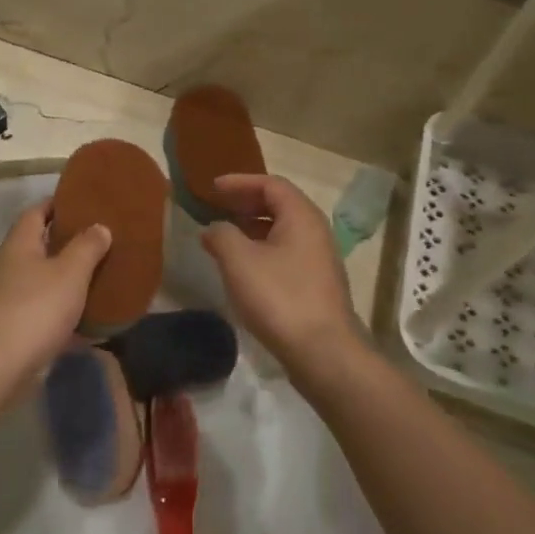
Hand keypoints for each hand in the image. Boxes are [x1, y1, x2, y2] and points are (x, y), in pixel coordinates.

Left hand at [0, 202, 110, 378]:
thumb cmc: (36, 308)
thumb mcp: (70, 272)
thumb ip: (87, 247)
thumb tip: (99, 226)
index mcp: (20, 244)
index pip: (37, 212)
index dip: (59, 205)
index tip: (86, 204)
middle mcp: (10, 267)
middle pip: (41, 246)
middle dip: (69, 244)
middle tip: (102, 242)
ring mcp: (10, 299)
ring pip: (44, 282)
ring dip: (69, 281)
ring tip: (102, 279)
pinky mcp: (15, 328)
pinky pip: (45, 314)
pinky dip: (66, 315)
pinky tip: (91, 323)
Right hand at [199, 175, 362, 388]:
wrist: (322, 352)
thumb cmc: (279, 297)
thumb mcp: (239, 260)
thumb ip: (221, 235)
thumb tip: (214, 228)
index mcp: (301, 216)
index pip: (271, 184)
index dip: (240, 182)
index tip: (213, 187)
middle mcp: (315, 231)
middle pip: (279, 205)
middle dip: (246, 203)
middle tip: (217, 207)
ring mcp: (319, 259)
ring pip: (282, 231)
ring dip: (253, 228)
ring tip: (225, 236)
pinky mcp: (316, 284)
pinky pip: (286, 252)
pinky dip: (262, 249)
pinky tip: (243, 267)